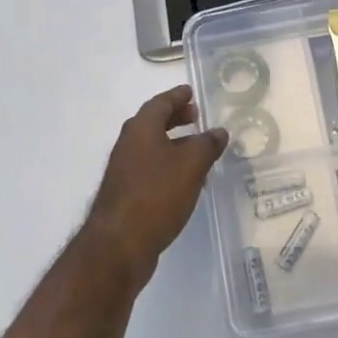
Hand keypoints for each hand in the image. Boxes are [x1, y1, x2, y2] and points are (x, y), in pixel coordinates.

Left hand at [82, 85, 227, 284]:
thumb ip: (207, 144)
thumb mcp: (191, 165)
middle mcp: (129, 143)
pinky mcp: (125, 193)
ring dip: (173, 143)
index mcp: (141, 128)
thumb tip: (218, 131)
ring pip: (152, 147)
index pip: (161, 102)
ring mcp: (124, 169)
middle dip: (175, 118)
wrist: (118, 245)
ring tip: (198, 149)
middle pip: (153, 122)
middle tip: (196, 116)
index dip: (177, 96)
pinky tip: (185, 180)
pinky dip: (167, 165)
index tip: (191, 92)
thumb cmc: (156, 195)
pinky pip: (150, 168)